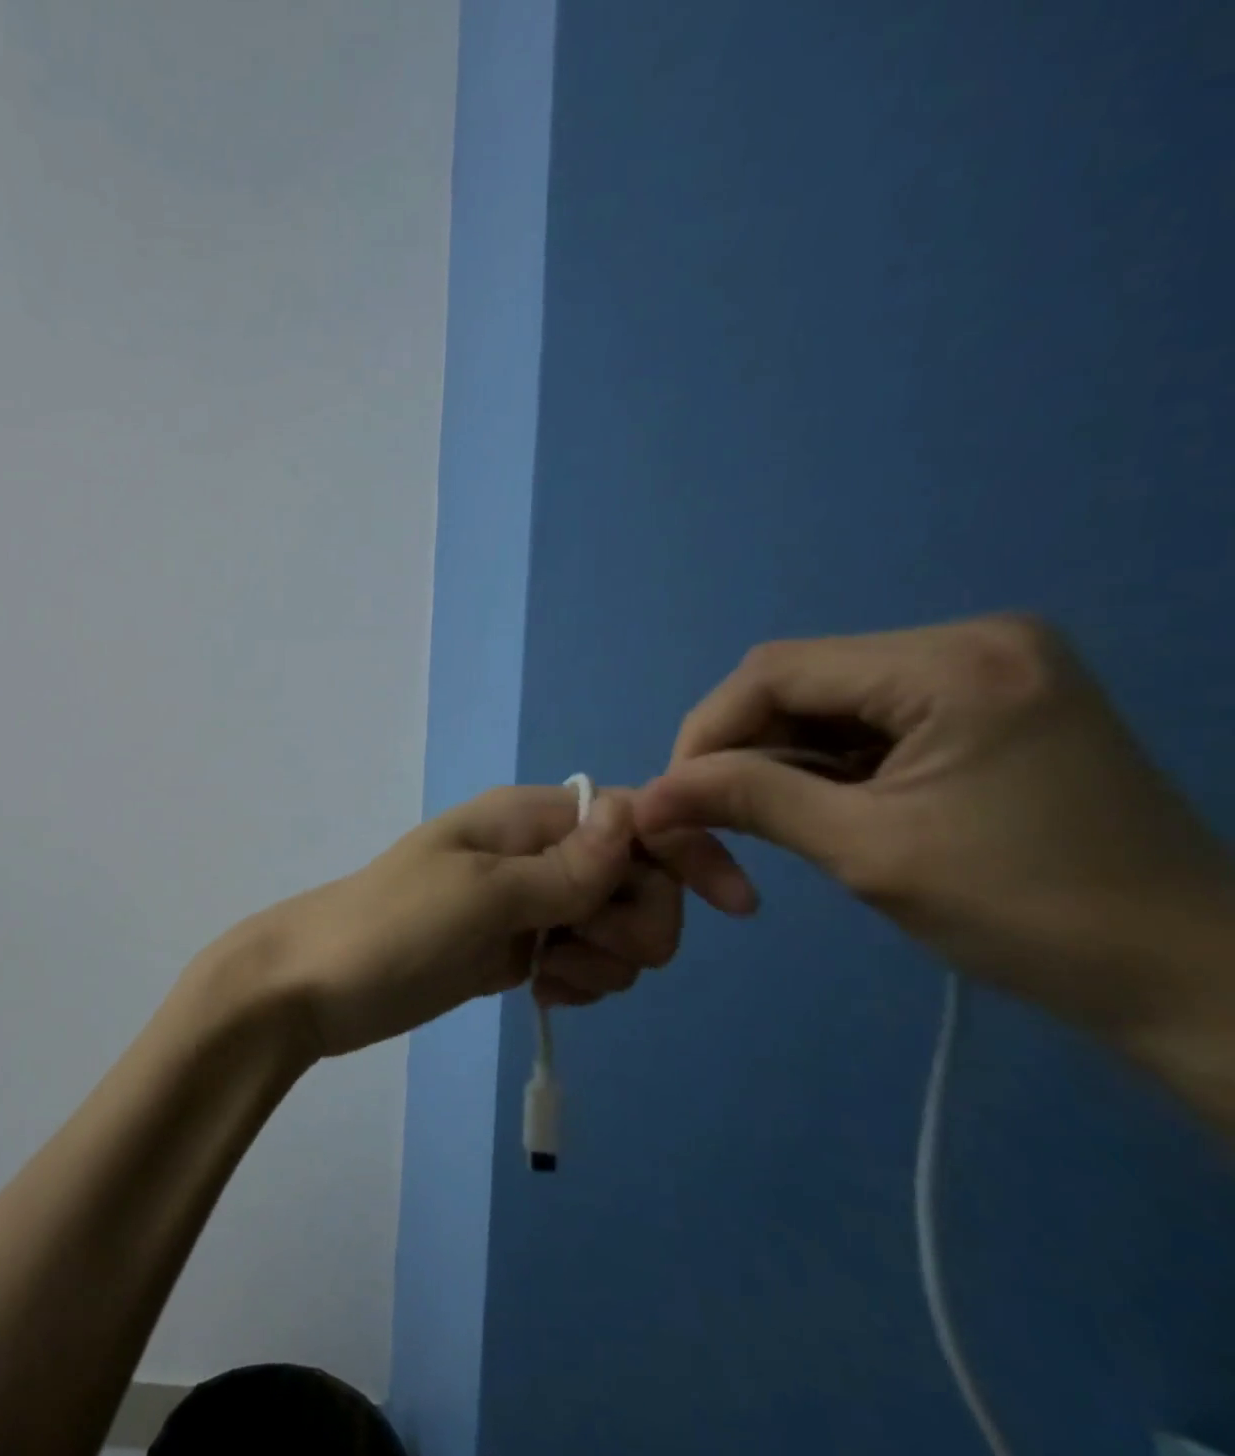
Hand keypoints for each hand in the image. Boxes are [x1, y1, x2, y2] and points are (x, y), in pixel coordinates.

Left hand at [195, 784, 758, 1058]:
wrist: (316, 984)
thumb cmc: (392, 929)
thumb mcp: (481, 895)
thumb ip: (564, 866)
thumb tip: (635, 813)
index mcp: (525, 818)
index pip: (632, 817)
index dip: (685, 852)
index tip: (733, 908)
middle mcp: (532, 853)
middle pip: (636, 877)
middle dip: (634, 921)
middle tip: (579, 948)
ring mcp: (524, 904)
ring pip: (615, 925)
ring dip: (603, 960)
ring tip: (546, 976)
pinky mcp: (514, 950)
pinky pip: (582, 959)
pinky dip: (579, 981)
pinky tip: (539, 994)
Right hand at [634, 614, 1234, 1045]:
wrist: (1196, 981)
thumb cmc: (1031, 915)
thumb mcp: (865, 852)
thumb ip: (747, 801)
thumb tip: (646, 796)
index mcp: (953, 665)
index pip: (775, 671)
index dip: (706, 732)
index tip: (676, 798)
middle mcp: (970, 642)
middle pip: (797, 679)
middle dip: (740, 748)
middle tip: (710, 814)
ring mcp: (984, 669)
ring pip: (824, 700)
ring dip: (777, 758)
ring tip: (760, 818)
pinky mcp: (986, 702)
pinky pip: (866, 717)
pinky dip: (822, 762)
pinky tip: (816, 805)